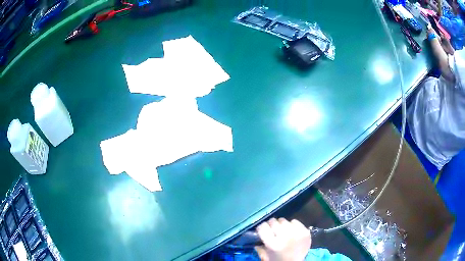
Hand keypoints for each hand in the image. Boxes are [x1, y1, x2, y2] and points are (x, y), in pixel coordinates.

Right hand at [254, 218, 311, 260]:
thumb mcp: (266, 257)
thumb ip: (259, 247)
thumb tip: (256, 237)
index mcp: (273, 244)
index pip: (263, 227)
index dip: (261, 228)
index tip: (262, 230)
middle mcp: (285, 236)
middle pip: (273, 222)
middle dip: (271, 225)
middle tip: (273, 231)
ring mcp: (296, 233)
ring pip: (284, 220)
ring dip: (281, 225)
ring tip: (283, 232)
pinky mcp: (305, 231)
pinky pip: (294, 221)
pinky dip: (291, 225)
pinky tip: (291, 232)